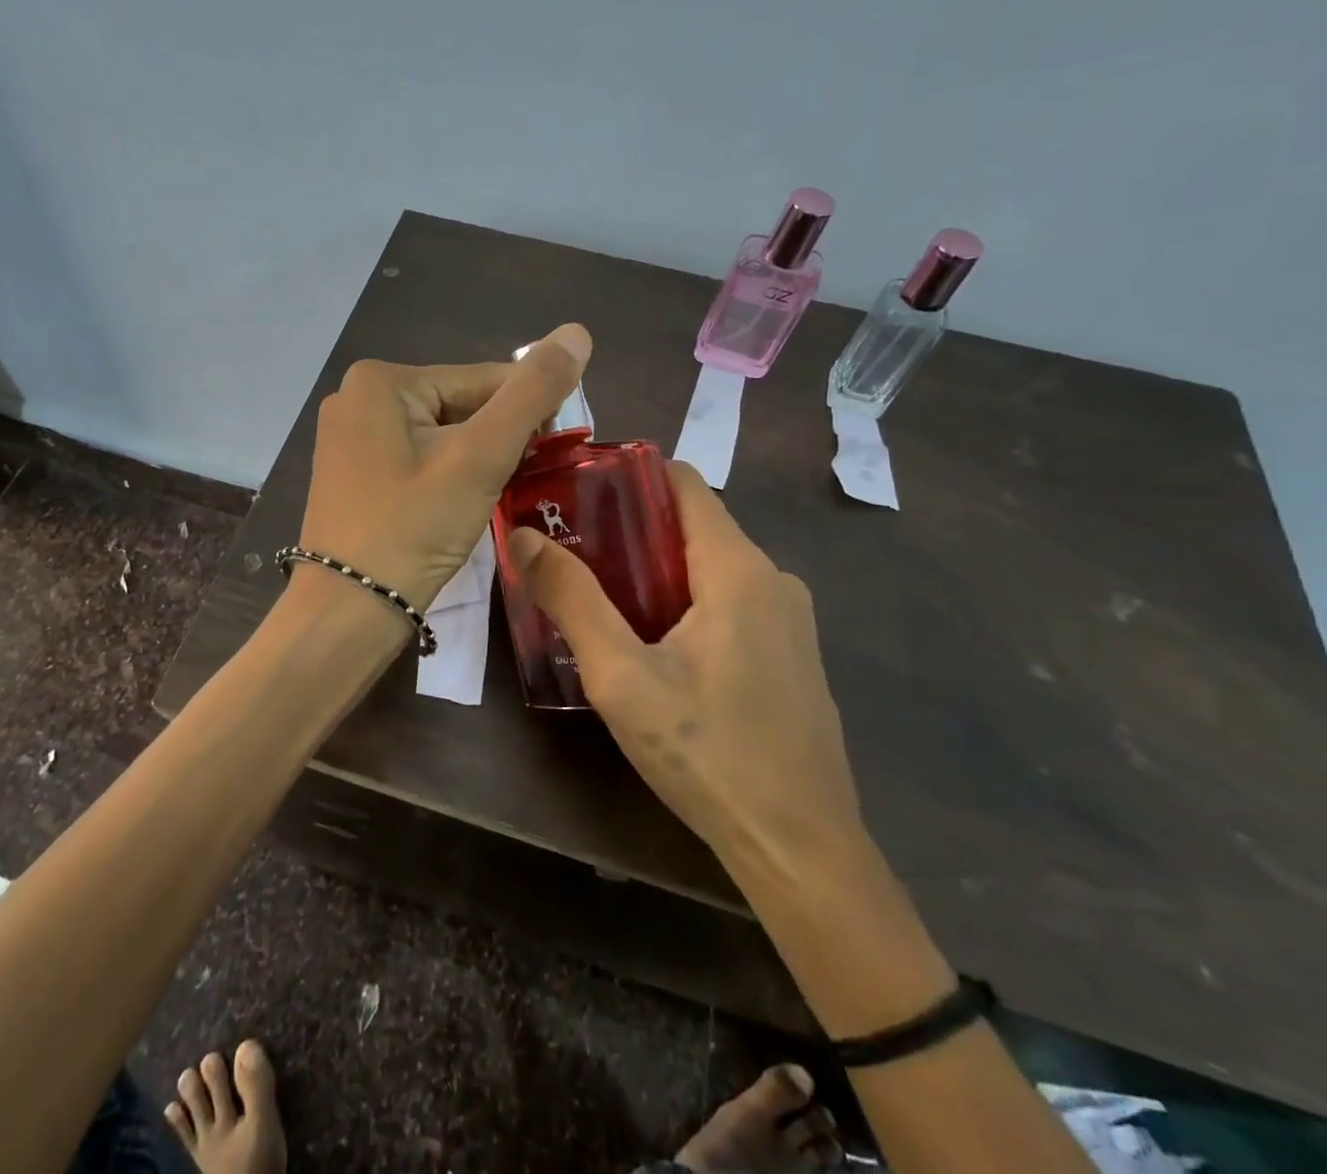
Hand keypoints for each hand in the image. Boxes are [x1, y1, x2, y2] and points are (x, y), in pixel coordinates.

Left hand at [298, 324, 591, 611]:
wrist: (347, 611)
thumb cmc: (413, 529)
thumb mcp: (480, 457)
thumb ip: (532, 393)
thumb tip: (576, 332)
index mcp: (381, 380)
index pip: (481, 380)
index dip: (527, 413)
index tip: (556, 449)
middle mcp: (356, 397)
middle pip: (457, 406)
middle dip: (494, 440)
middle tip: (519, 481)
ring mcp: (348, 437)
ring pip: (438, 435)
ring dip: (473, 460)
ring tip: (492, 495)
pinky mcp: (350, 473)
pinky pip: (414, 458)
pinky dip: (444, 475)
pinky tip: (458, 504)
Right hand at [508, 461, 864, 889]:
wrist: (801, 851)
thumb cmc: (707, 754)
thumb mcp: (621, 676)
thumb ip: (572, 599)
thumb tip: (525, 536)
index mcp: (738, 568)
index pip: (682, 481)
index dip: (626, 475)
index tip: (574, 494)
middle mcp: (772, 579)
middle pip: (691, 524)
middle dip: (629, 528)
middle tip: (569, 551)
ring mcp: (788, 619)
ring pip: (708, 566)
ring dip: (654, 571)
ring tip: (597, 597)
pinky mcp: (789, 655)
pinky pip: (729, 603)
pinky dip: (683, 602)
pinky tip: (649, 646)